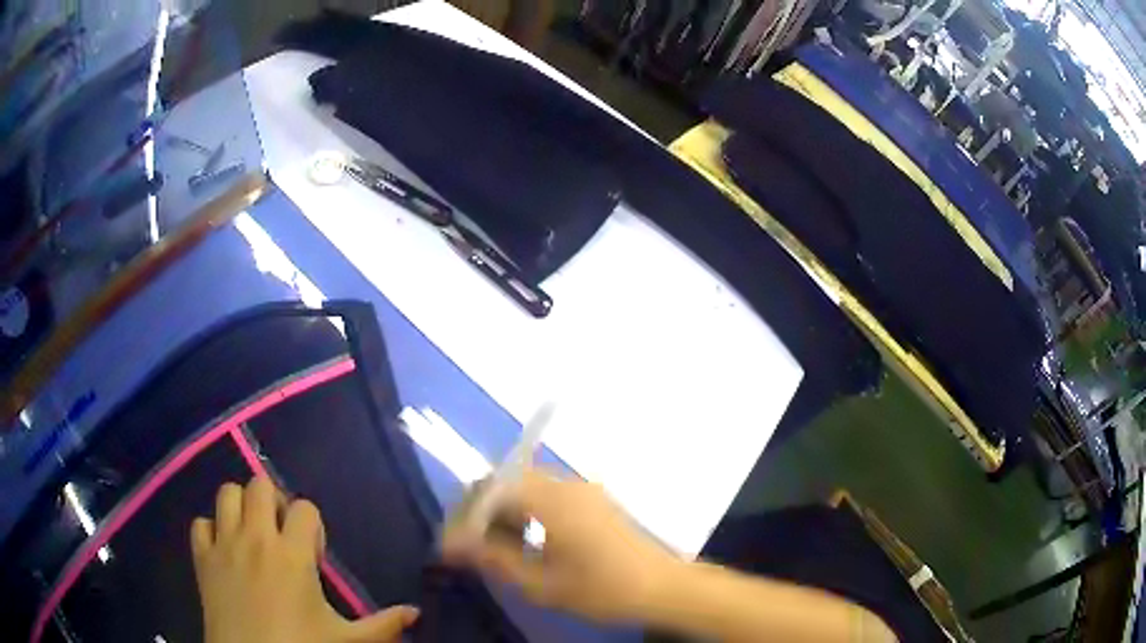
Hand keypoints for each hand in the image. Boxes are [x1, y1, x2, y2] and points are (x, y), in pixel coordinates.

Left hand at [191, 477, 418, 642]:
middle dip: (274, 501)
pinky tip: (225, 551)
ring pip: (226, 494)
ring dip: (240, 506)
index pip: (305, 508)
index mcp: (293, 554)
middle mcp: (256, 538)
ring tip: (253, 535)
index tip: (313, 554)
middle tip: (282, 533)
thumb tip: (415, 612)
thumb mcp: (347, 640)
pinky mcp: (202, 558)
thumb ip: (383, 624)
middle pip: (259, 485)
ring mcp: (224, 545)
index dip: (312, 525)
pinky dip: (211, 530)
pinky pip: (200, 523)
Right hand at [442, 469, 680, 622]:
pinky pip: (547, 496)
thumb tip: (452, 543)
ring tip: (494, 547)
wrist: (663, 588)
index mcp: (551, 499)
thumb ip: (493, 559)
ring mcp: (583, 490)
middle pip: (507, 482)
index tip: (450, 545)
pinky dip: (526, 513)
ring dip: (503, 512)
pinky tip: (527, 542)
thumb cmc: (603, 589)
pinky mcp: (593, 501)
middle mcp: (566, 484)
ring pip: (526, 488)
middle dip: (481, 511)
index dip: (465, 515)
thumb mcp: (541, 583)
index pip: (491, 489)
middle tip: (468, 546)